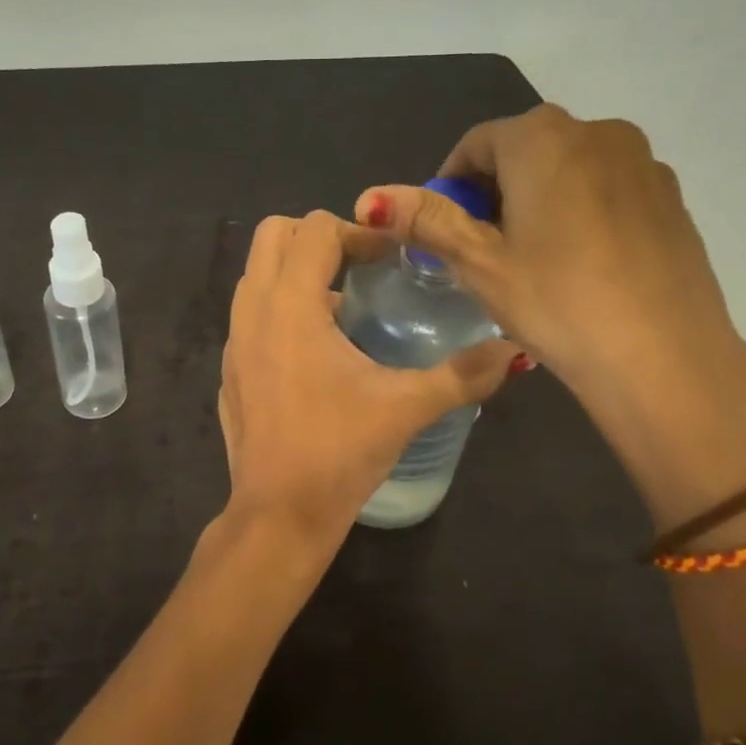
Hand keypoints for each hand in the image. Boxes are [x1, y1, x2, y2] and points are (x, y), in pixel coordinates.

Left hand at [215, 211, 519, 561]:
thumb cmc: (338, 452)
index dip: (358, 232)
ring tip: (344, 307)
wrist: (278, 515)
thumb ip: (464, 374)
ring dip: (297, 272)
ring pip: (256, 274)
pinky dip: (281, 308)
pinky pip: (250, 314)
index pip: (314, 229)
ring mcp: (233, 342)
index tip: (391, 259)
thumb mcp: (407, 407)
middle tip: (362, 267)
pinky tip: (317, 352)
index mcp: (290, 305)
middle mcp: (252, 311)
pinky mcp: (230, 370)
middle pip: (273, 236)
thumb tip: (516, 352)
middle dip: (318, 237)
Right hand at [355, 105, 745, 526]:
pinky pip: (608, 188)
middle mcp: (597, 131)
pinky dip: (582, 210)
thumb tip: (370, 197)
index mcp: (542, 137)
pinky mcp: (671, 196)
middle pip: (524, 150)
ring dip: (539, 198)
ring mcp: (643, 162)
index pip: (476, 144)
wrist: (664, 356)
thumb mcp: (479, 263)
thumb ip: (426, 220)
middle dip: (494, 190)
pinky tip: (582, 264)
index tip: (444, 231)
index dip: (450, 185)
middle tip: (484, 249)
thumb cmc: (556, 302)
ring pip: (569, 168)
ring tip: (533, 258)